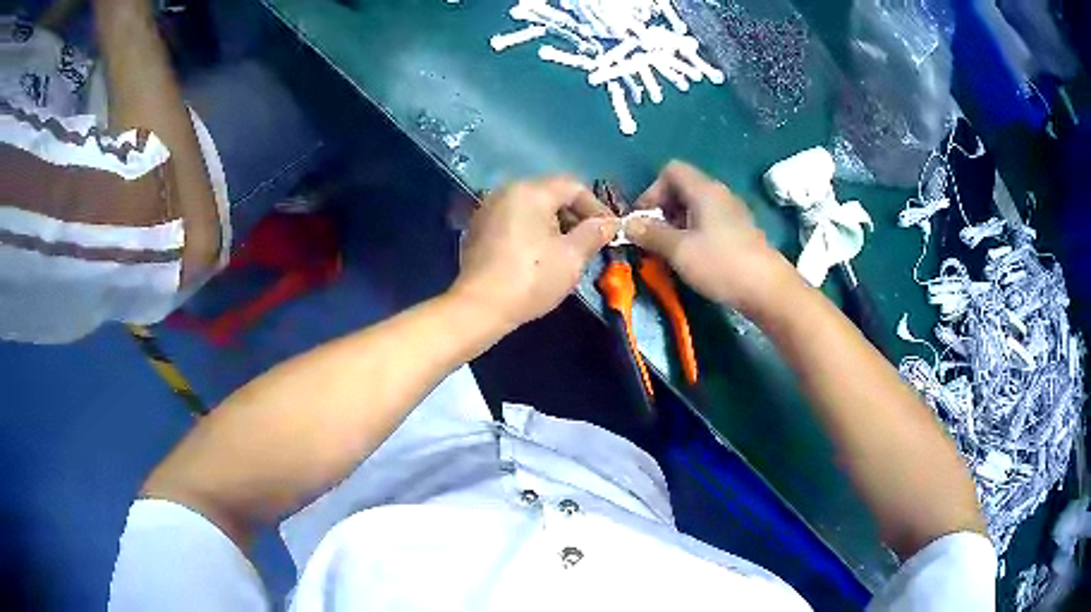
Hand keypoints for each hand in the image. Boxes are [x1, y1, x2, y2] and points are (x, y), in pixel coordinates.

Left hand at [451, 177, 618, 328]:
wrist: (479, 307)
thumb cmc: (531, 278)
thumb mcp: (572, 257)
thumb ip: (594, 233)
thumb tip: (609, 223)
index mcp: (530, 191)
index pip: (573, 186)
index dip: (596, 206)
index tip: (609, 230)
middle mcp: (506, 192)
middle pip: (550, 194)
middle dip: (574, 215)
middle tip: (590, 242)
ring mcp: (488, 210)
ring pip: (531, 208)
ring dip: (553, 224)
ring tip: (567, 251)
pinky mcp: (477, 230)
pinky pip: (513, 221)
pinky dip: (531, 232)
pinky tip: (538, 256)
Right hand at [627, 161, 796, 315]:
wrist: (767, 289)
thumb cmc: (721, 264)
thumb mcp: (679, 250)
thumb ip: (650, 234)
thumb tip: (627, 225)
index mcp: (704, 190)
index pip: (671, 171)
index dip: (652, 190)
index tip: (644, 220)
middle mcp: (719, 194)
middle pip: (682, 188)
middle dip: (662, 210)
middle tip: (653, 239)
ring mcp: (732, 213)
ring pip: (695, 208)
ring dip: (677, 225)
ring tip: (671, 252)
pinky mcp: (740, 232)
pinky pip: (709, 223)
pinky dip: (694, 234)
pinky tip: (693, 259)